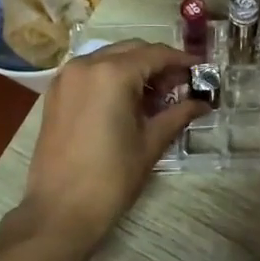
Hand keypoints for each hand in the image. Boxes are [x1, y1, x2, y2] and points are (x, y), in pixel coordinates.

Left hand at [22, 41, 204, 242]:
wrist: (60, 210)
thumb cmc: (111, 178)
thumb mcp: (150, 143)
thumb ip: (178, 114)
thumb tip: (203, 103)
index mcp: (112, 74)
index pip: (155, 54)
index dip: (182, 61)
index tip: (202, 70)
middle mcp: (86, 65)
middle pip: (131, 50)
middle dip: (159, 63)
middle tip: (182, 85)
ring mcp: (66, 78)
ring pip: (109, 58)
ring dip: (135, 69)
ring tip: (158, 96)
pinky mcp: (56, 93)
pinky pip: (90, 72)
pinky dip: (112, 77)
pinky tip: (128, 101)